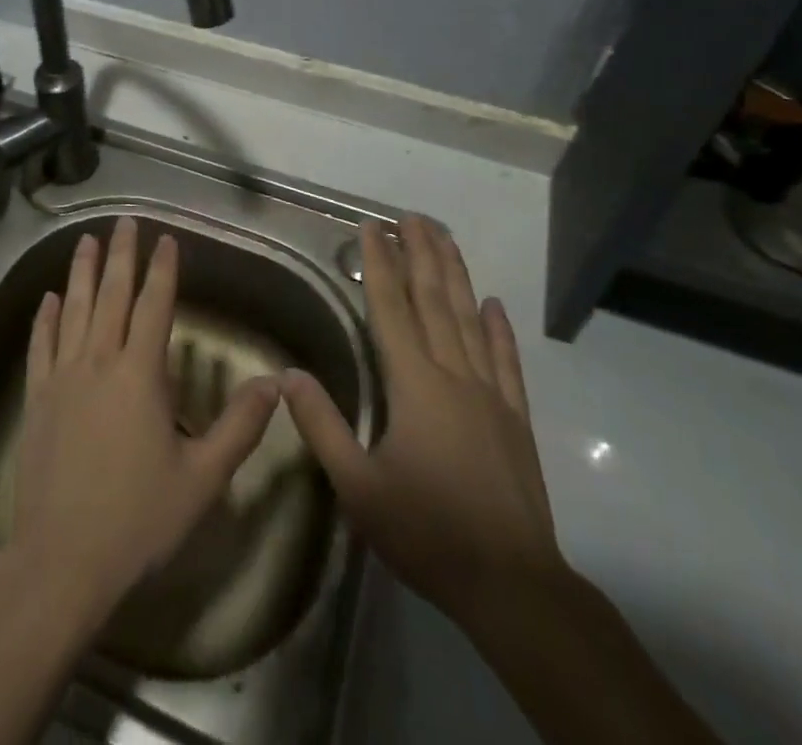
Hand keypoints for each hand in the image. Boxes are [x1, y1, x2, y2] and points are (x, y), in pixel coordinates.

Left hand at [7, 217, 280, 631]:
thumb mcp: (203, 479)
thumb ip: (240, 426)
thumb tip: (275, 382)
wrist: (63, 559)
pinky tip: (48, 297)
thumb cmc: (138, 519)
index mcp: (140, 374)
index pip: (154, 306)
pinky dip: (45, 317)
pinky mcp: (37, 397)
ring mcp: (62, 377)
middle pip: (111, 295)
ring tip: (85, 240)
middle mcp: (99, 361)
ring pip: (73, 309)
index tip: (167, 239)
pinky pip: (40, 345)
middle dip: (121, 254)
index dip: (163, 270)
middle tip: (124, 221)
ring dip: (81, 272)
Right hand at [281, 214, 565, 632]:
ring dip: (456, 274)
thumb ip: (321, 425)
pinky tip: (494, 304)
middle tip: (411, 215)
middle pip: (434, 299)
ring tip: (445, 237)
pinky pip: (506, 361)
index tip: (371, 227)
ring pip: (470, 318)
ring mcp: (490, 394)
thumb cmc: (427, 532)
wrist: (513, 586)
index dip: (379, 264)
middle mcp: (454, 374)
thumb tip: (286, 375)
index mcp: (414, 383)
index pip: (390, 308)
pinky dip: (500, 329)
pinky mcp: (515, 418)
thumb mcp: (358, 487)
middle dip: (421, 253)